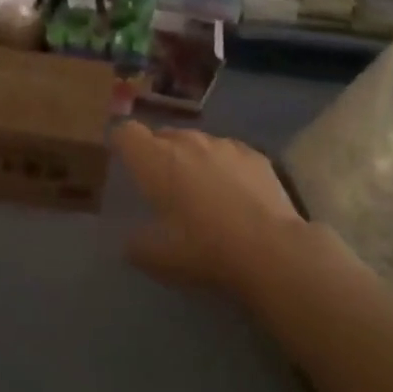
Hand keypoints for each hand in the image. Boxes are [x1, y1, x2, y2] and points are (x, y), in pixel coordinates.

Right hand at [113, 123, 302, 291]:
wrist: (271, 250)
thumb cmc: (204, 249)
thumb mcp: (158, 259)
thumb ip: (136, 244)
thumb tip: (130, 240)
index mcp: (155, 160)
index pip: (126, 132)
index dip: (121, 144)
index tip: (123, 162)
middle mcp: (186, 141)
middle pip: (162, 135)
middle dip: (158, 154)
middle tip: (163, 186)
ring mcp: (223, 144)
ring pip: (197, 142)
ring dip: (192, 159)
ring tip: (202, 190)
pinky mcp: (254, 154)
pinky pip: (228, 152)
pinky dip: (224, 166)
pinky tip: (236, 194)